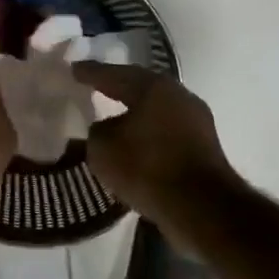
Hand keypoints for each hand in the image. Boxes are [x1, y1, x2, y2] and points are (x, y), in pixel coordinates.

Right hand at [71, 63, 239, 217]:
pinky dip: (149, 135)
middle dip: (117, 88)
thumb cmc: (148, 168)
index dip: (91, 72)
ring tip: (113, 118)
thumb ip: (98, 132)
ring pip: (156, 111)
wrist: (202, 208)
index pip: (115, 75)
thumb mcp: (103, 150)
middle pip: (141, 88)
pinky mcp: (204, 148)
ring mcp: (197, 122)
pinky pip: (167, 133)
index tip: (74, 69)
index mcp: (154, 88)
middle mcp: (179, 97)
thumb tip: (105, 128)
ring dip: (135, 115)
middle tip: (96, 86)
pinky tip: (135, 145)